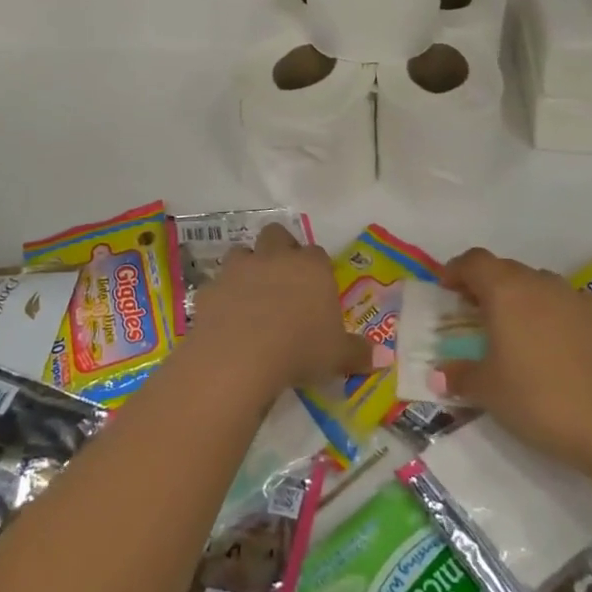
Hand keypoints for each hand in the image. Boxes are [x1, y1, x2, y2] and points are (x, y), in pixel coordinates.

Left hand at [189, 224, 373, 399]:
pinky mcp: (210, 288)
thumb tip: (380, 357)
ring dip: (247, 267)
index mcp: (311, 267)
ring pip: (242, 252)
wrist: (240, 355)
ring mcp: (239, 269)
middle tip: (283, 279)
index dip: (316, 268)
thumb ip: (358, 353)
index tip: (316, 290)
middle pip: (277, 235)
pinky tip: (225, 319)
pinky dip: (221, 296)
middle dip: (279, 249)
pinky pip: (217, 285)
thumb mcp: (337, 356)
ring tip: (251, 295)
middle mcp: (275, 258)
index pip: (317, 254)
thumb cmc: (299, 349)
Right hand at [436, 247, 591, 472]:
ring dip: (519, 298)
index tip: (445, 289)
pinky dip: (551, 313)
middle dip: (485, 285)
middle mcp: (539, 283)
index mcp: (505, 290)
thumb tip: (438, 375)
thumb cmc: (541, 399)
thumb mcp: (489, 392)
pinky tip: (553, 344)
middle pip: (505, 269)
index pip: (474, 262)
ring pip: (537, 284)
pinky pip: (565, 303)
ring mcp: (574, 297)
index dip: (456, 270)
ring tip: (512, 330)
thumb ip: (460, 376)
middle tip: (473, 313)